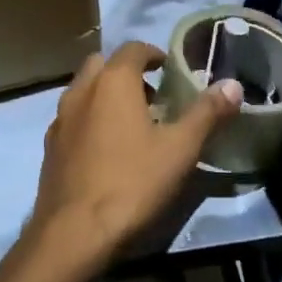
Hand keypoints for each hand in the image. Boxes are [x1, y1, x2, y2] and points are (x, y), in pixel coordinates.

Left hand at [26, 43, 242, 280]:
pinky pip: (72, 119)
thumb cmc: (132, 182)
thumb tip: (232, 84)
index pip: (133, 48)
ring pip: (84, 91)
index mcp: (113, 80)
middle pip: (103, 64)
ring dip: (105, 95)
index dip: (153, 54)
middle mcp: (81, 90)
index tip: (170, 69)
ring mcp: (60, 118)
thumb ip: (207, 113)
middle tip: (152, 96)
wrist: (73, 233)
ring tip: (131, 124)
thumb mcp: (180, 149)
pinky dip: (89, 120)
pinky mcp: (49, 147)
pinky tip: (106, 150)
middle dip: (126, 72)